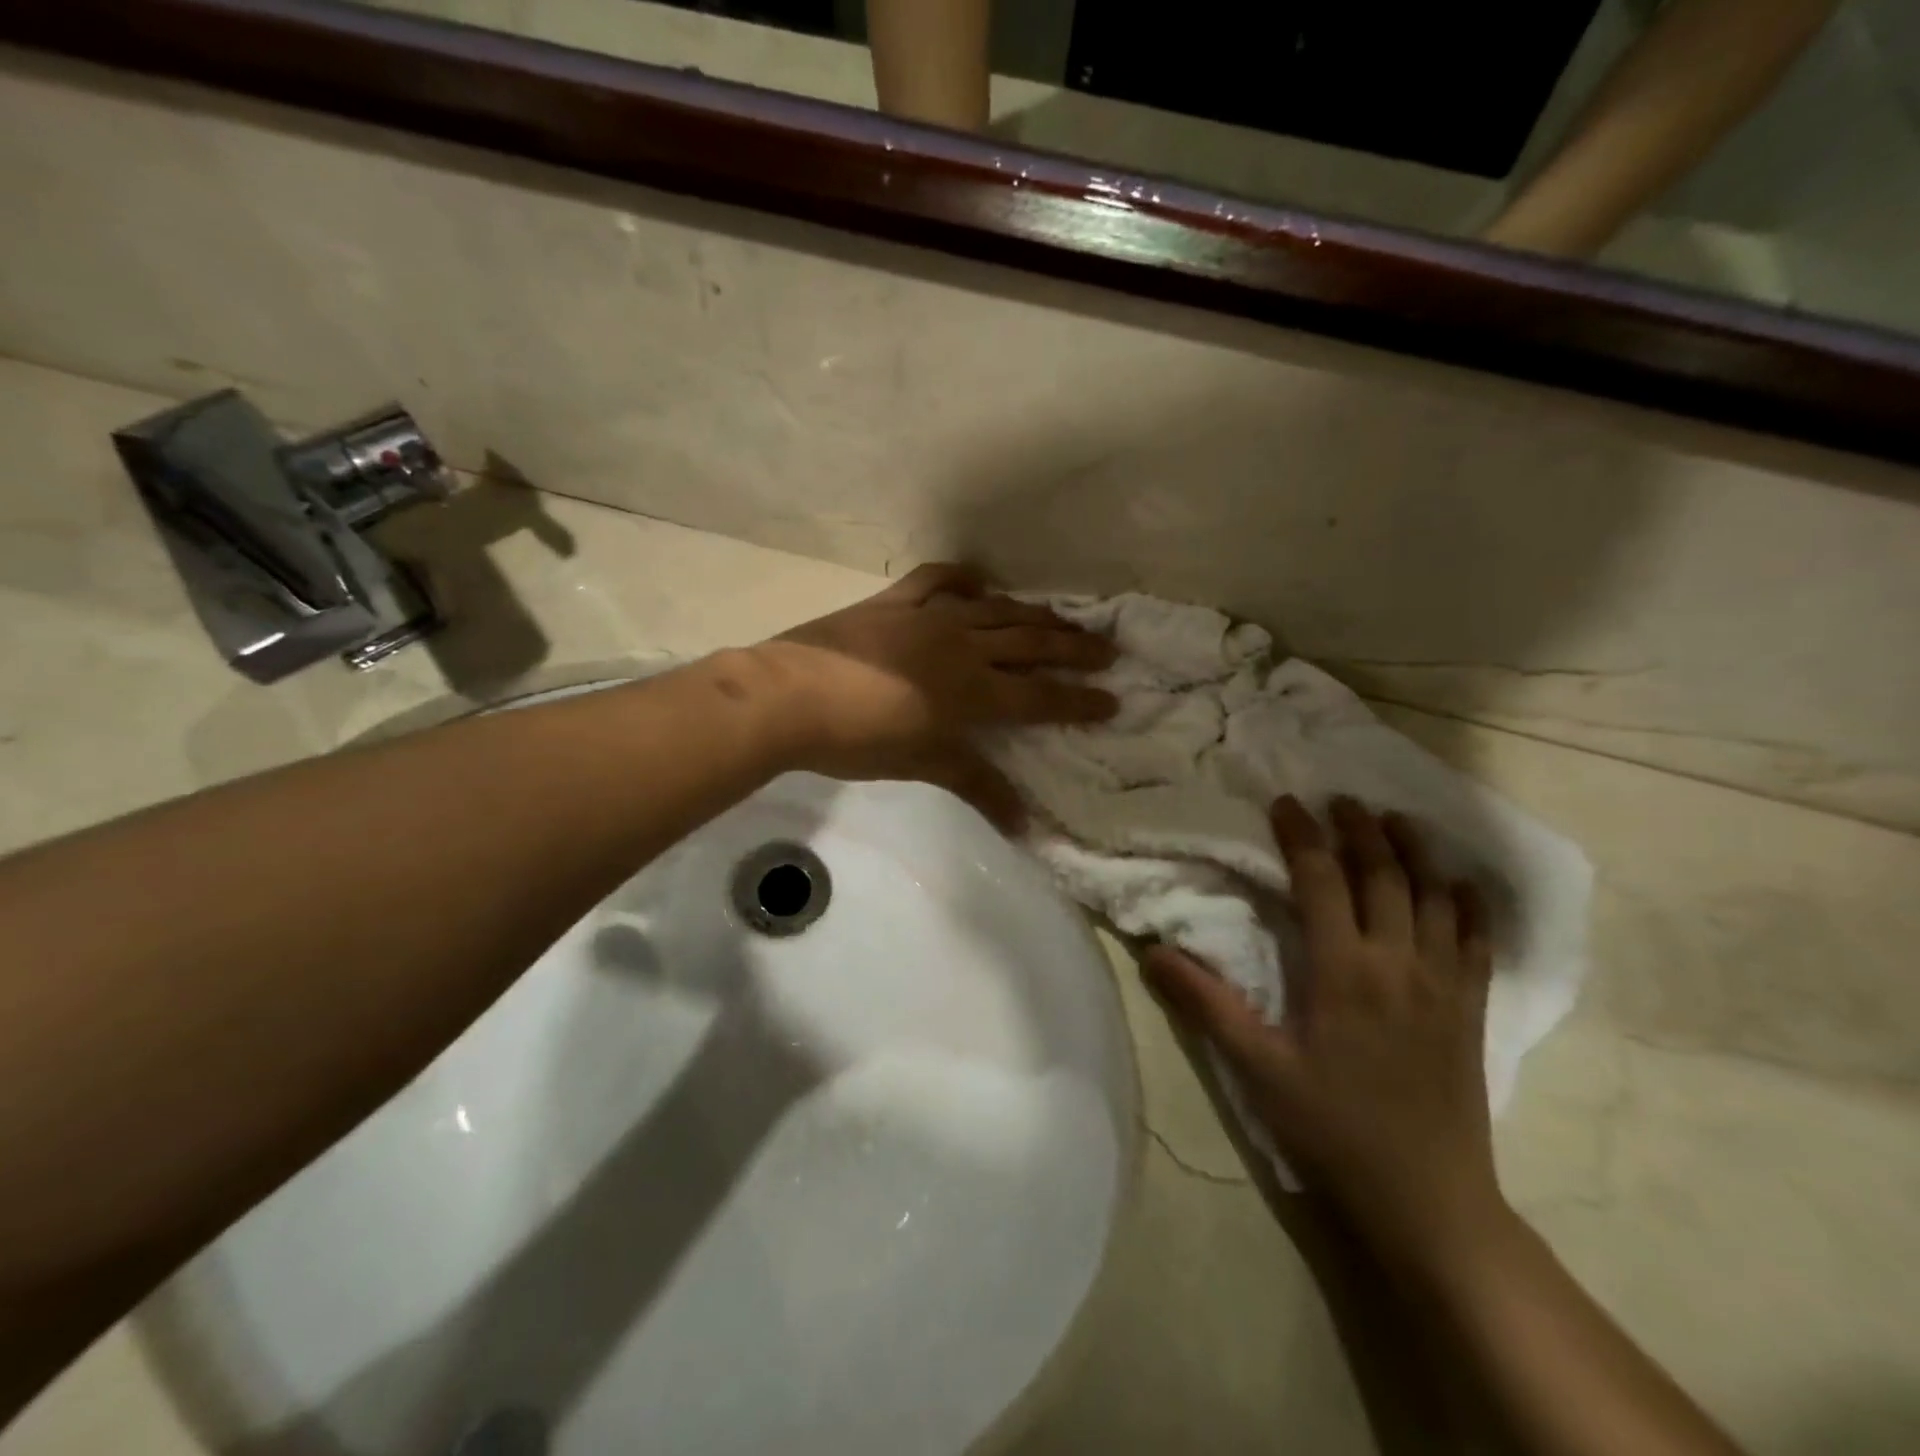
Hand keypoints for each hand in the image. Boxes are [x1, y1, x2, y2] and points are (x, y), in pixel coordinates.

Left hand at [751, 564, 1116, 825]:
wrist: (788, 698)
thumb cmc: (857, 740)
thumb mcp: (922, 765)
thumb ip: (976, 785)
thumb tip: (1025, 824)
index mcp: (971, 692)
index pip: (1039, 697)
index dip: (1078, 700)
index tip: (1113, 699)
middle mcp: (962, 647)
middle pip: (1030, 645)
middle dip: (1073, 649)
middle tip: (1108, 650)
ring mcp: (928, 618)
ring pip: (995, 610)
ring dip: (1032, 615)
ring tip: (1061, 619)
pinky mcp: (894, 602)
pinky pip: (937, 580)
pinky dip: (962, 579)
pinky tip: (978, 583)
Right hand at [1144, 795, 1505, 1267]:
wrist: (1429, 1198)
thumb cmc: (1334, 1128)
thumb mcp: (1258, 1068)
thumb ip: (1206, 1004)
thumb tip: (1152, 952)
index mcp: (1344, 971)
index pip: (1322, 881)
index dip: (1303, 836)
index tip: (1286, 803)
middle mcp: (1398, 962)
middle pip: (1385, 875)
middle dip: (1361, 829)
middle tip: (1342, 798)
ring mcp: (1443, 983)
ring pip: (1435, 896)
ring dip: (1415, 852)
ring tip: (1396, 820)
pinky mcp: (1471, 1008)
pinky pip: (1478, 940)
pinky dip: (1470, 904)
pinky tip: (1462, 884)